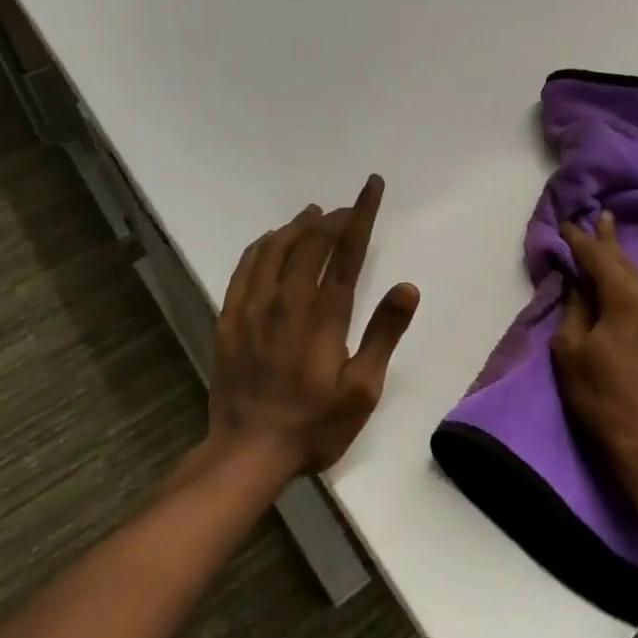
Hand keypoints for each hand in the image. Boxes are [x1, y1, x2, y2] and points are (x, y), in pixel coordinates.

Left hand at [208, 174, 420, 477]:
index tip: (371, 185)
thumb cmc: (314, 425)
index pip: (346, 251)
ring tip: (313, 214)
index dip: (361, 214)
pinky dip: (262, 246)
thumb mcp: (362, 390)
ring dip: (297, 226)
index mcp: (323, 315)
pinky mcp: (230, 318)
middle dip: (333, 218)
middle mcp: (287, 300)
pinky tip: (270, 241)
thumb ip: (384, 335)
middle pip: (310, 242)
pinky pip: (245, 267)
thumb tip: (407, 288)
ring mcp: (253, 307)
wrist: (248, 452)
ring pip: (275, 248)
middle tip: (348, 208)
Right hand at [552, 213, 637, 466]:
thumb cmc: (603, 397)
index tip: (570, 226)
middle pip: (633, 264)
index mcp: (625, 300)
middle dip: (615, 241)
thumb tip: (578, 284)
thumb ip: (575, 312)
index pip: (598, 259)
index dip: (582, 241)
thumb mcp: (571, 353)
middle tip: (607, 217)